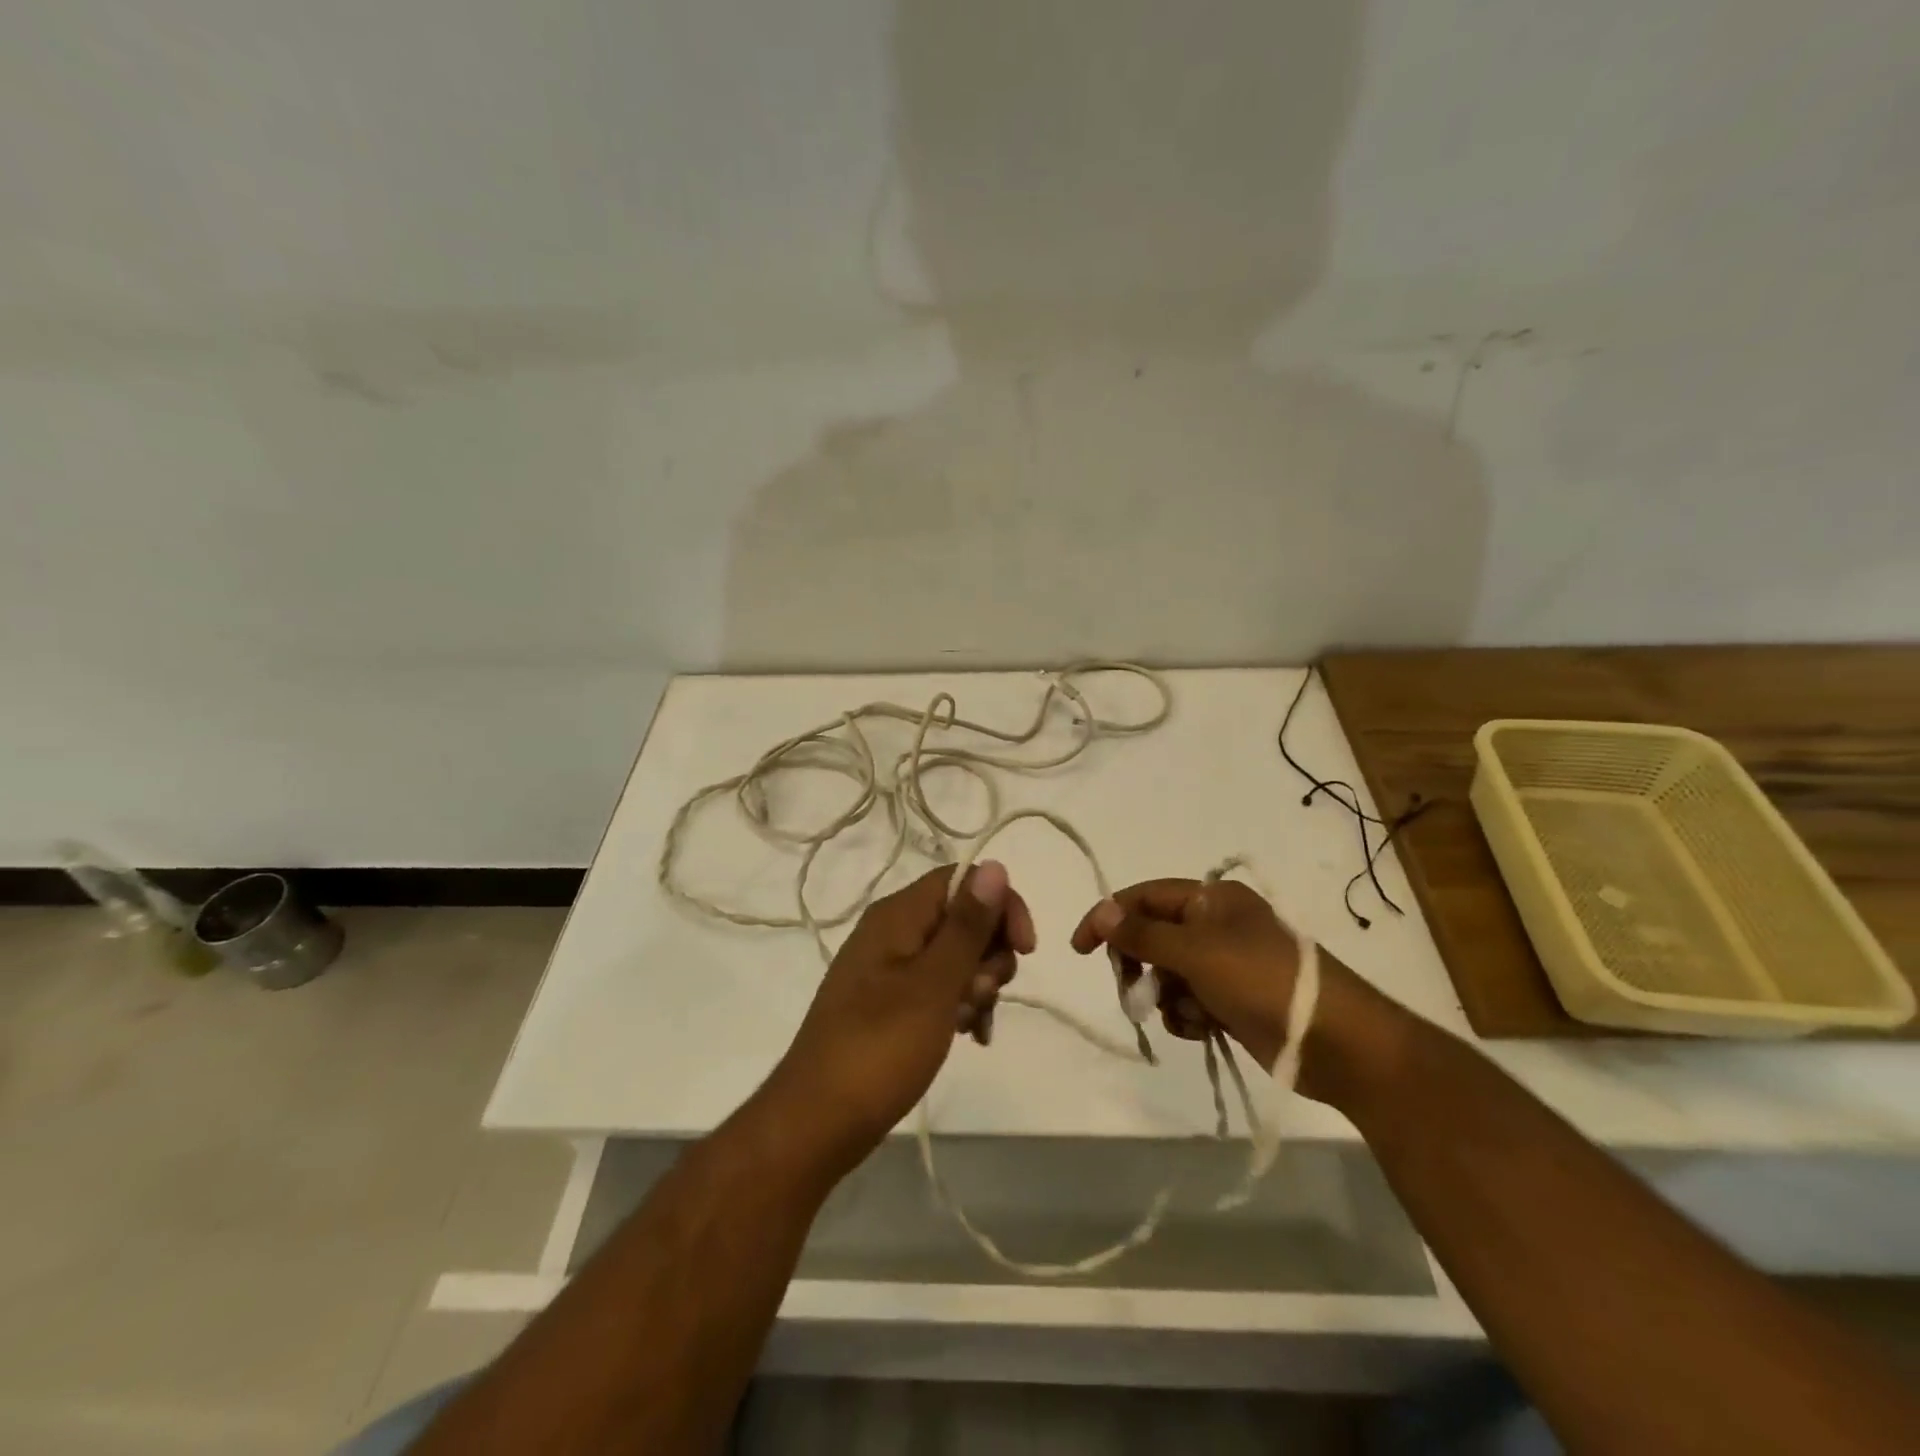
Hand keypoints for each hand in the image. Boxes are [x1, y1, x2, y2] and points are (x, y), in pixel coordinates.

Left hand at [769, 861, 1033, 1169]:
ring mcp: (890, 969)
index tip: (1026, 949)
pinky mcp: (890, 1003)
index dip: (1001, 905)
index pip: (963, 880)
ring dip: (979, 984)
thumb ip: (966, 925)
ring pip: (956, 955)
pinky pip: (940, 987)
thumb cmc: (879, 1048)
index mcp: (898, 915)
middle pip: (962, 916)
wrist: (817, 1122)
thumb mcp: (933, 984)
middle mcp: (893, 931)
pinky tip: (971, 1037)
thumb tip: (994, 864)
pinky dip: (961, 1005)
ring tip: (972, 1023)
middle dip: (990, 952)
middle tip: (983, 993)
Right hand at [1071, 878, 1402, 1102]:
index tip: (1080, 949)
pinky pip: (1190, 1002)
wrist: (1337, 1042)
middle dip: (1140, 965)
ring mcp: (1226, 965)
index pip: (1144, 897)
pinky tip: (1205, 1029)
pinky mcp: (1234, 1002)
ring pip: (1168, 975)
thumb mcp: (1196, 952)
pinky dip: (1188, 1016)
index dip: (1109, 917)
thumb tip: (1101, 910)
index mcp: (1211, 899)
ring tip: (1189, 1015)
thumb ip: (1143, 934)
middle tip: (1132, 990)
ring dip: (1166, 996)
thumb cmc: (1262, 981)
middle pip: (1153, 937)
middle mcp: (1216, 925)